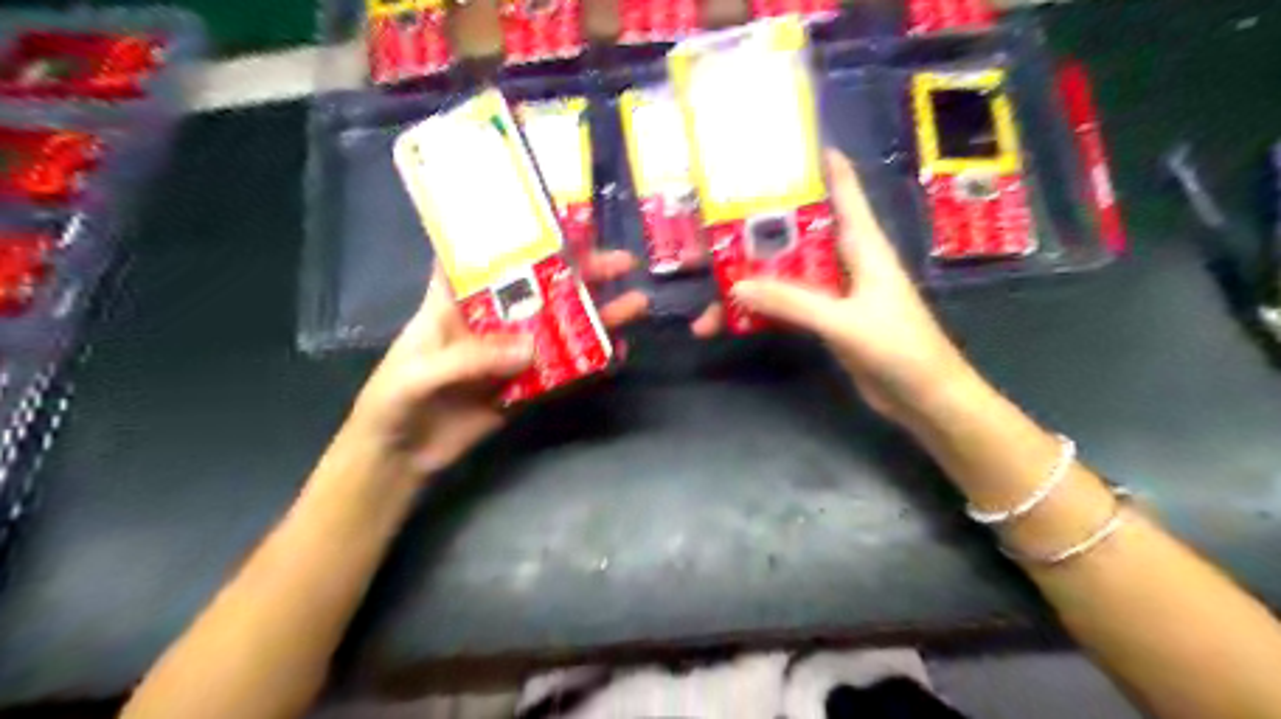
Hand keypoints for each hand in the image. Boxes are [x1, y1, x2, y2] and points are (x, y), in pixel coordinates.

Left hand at [342, 249, 651, 478]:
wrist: (401, 456)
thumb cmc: (394, 401)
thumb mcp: (421, 374)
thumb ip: (471, 360)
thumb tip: (532, 349)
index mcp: (456, 301)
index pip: (486, 255)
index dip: (516, 233)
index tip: (557, 215)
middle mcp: (490, 320)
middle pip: (540, 288)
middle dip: (580, 273)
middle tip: (621, 263)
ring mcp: (511, 353)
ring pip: (558, 327)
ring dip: (595, 316)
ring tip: (634, 304)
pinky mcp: (524, 386)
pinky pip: (562, 370)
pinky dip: (589, 362)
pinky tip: (617, 353)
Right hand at [696, 150, 978, 422]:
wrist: (923, 398)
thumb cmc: (899, 347)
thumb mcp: (844, 321)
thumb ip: (793, 303)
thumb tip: (736, 286)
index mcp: (863, 244)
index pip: (843, 190)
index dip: (818, 163)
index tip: (781, 145)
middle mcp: (846, 260)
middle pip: (798, 234)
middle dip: (758, 231)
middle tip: (713, 223)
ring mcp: (834, 292)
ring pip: (785, 275)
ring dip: (750, 282)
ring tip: (708, 292)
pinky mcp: (826, 320)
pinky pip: (786, 306)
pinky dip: (760, 312)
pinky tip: (730, 321)